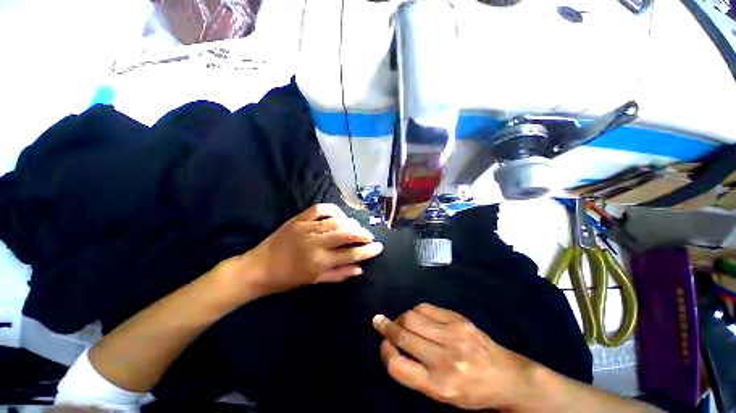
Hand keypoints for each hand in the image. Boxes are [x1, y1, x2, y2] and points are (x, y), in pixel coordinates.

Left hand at [240, 203, 383, 296]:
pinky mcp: (298, 219)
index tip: (379, 247)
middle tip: (369, 236)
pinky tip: (339, 215)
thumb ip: (339, 274)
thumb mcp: (314, 281)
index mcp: (320, 262)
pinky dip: (333, 209)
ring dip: (351, 223)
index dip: (368, 250)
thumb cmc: (287, 279)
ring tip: (356, 228)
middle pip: (347, 234)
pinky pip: (320, 209)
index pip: (351, 254)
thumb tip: (360, 269)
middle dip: (363, 234)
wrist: (259, 268)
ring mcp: (307, 228)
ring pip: (337, 221)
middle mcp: (316, 243)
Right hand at [372, 304, 533, 410]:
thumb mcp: (443, 395)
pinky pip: (426, 308)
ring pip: (412, 317)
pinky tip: (418, 316)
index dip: (385, 352)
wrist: (506, 376)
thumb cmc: (471, 392)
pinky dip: (416, 311)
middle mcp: (444, 358)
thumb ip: (416, 372)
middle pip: (403, 335)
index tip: (383, 344)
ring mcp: (453, 334)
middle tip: (378, 321)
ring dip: (401, 317)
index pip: (398, 367)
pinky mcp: (459, 319)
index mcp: (439, 385)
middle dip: (386, 326)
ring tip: (401, 321)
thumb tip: (392, 344)